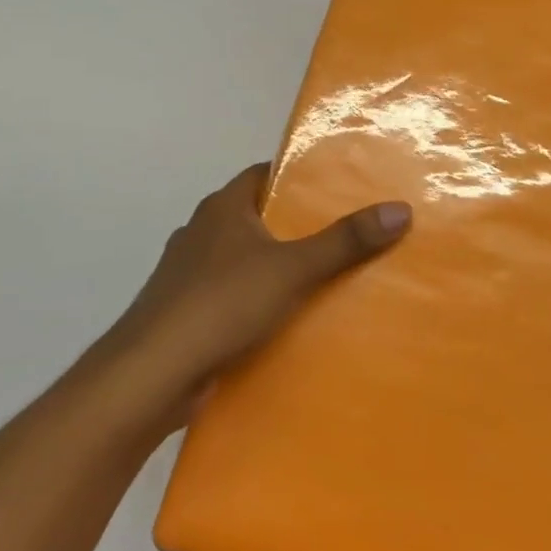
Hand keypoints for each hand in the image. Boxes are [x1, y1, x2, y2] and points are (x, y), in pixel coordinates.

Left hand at [97, 163, 410, 401]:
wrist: (150, 375)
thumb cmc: (221, 304)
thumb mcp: (293, 269)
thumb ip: (345, 241)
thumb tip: (400, 209)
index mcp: (222, 208)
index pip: (264, 174)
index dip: (299, 177)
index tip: (338, 186)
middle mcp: (201, 232)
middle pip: (257, 217)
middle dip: (295, 225)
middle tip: (344, 233)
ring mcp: (188, 274)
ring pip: (243, 259)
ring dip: (275, 266)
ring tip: (324, 277)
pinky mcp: (186, 312)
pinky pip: (232, 295)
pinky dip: (256, 300)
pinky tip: (284, 319)